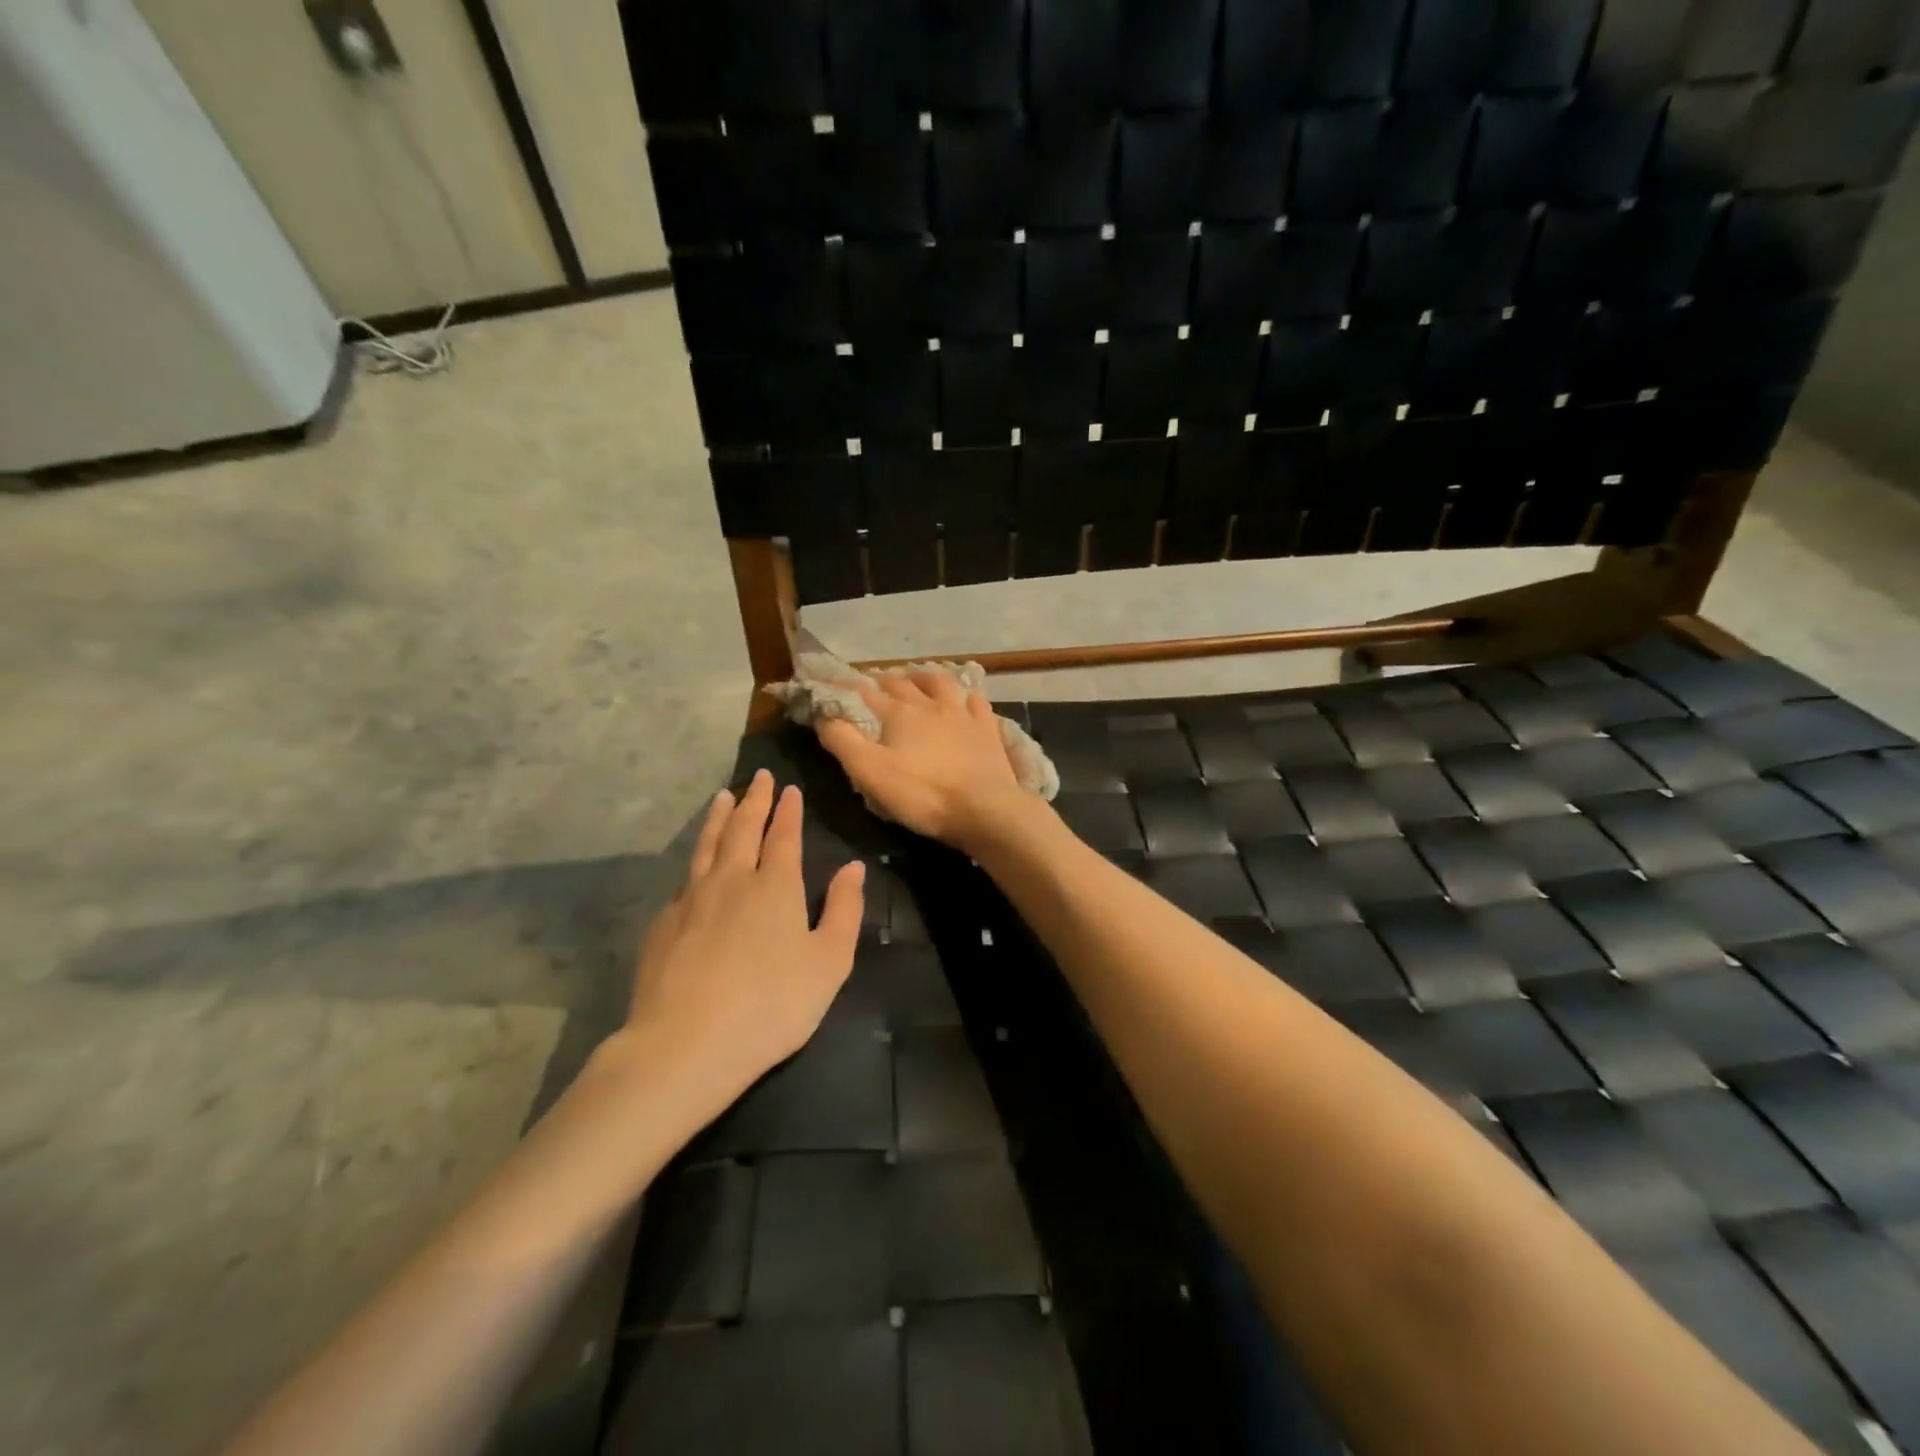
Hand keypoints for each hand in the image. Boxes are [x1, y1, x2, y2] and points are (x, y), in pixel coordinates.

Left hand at [622, 770, 864, 1106]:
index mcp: (775, 886)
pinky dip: (695, 858)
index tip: (788, 788)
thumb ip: (844, 910)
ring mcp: (691, 899)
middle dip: (754, 800)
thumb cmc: (772, 1005)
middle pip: (743, 829)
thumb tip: (853, 867)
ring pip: (707, 845)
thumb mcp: (828, 962)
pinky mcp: (663, 924)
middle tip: (758, 776)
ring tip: (723, 797)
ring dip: (719, 817)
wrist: (686, 1044)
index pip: (783, 835)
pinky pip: (684, 878)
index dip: (787, 810)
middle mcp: (732, 880)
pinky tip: (695, 864)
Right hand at [816, 672, 1029, 848]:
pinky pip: (977, 703)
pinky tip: (966, 700)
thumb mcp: (870, 773)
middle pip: (903, 684)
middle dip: (884, 681)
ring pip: (941, 684)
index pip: (865, 694)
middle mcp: (930, 705)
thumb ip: (843, 742)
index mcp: (899, 713)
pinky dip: (967, 698)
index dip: (846, 689)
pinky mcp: (987, 730)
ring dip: (925, 678)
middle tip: (874, 684)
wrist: (984, 809)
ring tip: (917, 680)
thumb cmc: (923, 794)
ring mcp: (963, 715)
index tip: (832, 686)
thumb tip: (823, 716)